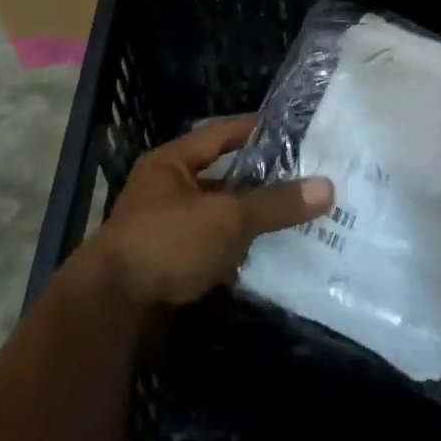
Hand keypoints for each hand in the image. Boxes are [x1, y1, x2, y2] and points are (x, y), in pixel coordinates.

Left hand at [84, 117, 333, 308]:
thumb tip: (328, 187)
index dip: (254, 129)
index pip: (219, 133)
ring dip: (251, 219)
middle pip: (222, 177)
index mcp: (171, 163)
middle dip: (261, 180)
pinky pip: (213, 248)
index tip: (292, 129)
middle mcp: (166, 190)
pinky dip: (238, 251)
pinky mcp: (170, 265)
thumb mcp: (225, 218)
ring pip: (219, 216)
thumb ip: (274, 203)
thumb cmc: (166, 243)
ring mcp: (166, 229)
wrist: (112, 311)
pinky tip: (271, 255)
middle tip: (306, 178)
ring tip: (298, 216)